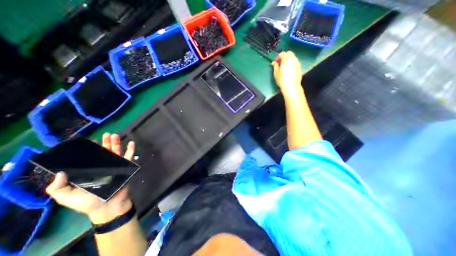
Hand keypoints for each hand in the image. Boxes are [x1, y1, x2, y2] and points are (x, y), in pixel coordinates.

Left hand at [45, 133, 135, 222]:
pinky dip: (131, 150)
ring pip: (116, 152)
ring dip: (116, 143)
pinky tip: (131, 142)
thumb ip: (58, 187)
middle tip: (106, 134)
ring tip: (115, 136)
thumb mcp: (67, 197)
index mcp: (90, 171)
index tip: (88, 141)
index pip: (89, 158)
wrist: (108, 206)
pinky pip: (129, 157)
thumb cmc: (88, 202)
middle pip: (105, 152)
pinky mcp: (125, 167)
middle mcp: (103, 166)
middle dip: (105, 142)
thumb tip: (59, 172)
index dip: (88, 149)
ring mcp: (115, 166)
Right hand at [270, 50, 301, 95]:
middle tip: (280, 63)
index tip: (275, 62)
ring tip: (284, 67)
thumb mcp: (276, 73)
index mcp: (286, 59)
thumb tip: (274, 62)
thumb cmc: (282, 79)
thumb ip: (275, 66)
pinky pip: (295, 62)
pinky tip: (288, 70)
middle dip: (284, 56)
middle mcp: (293, 59)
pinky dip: (291, 63)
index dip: (278, 57)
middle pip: (289, 53)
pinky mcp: (300, 67)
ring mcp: (297, 63)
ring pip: (293, 57)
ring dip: (288, 59)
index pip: (282, 53)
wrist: (291, 86)